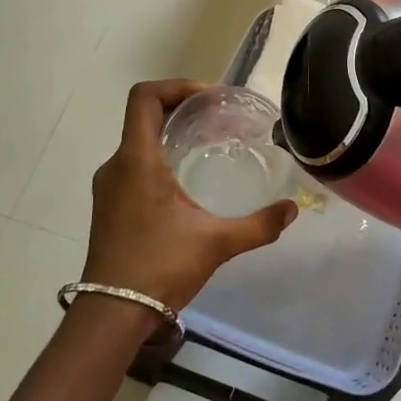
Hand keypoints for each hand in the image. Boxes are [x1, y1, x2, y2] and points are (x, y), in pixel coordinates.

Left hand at [81, 80, 297, 312]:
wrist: (111, 314)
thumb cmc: (159, 268)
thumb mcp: (216, 243)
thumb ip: (258, 225)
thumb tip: (292, 210)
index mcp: (137, 160)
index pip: (145, 97)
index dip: (178, 86)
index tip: (211, 99)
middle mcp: (117, 165)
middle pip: (144, 115)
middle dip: (182, 108)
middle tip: (219, 118)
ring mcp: (109, 187)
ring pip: (139, 141)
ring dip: (170, 133)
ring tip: (208, 145)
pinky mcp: (109, 206)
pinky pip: (134, 164)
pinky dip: (160, 157)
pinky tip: (187, 180)